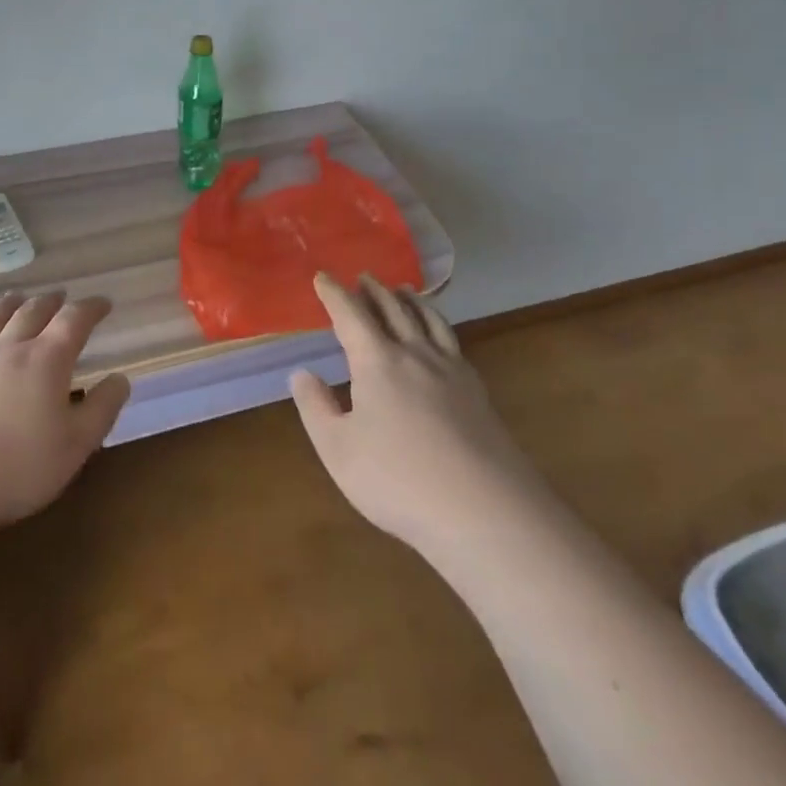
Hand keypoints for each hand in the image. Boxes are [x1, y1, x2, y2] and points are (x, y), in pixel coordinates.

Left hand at [0, 290, 130, 543]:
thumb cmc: (13, 468)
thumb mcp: (75, 447)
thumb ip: (102, 410)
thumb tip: (120, 379)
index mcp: (46, 360)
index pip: (74, 321)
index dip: (91, 308)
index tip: (104, 303)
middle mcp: (8, 350)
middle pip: (32, 313)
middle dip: (51, 302)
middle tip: (62, 297)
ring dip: (10, 305)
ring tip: (18, 298)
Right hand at [291, 274, 532, 560]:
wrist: (483, 509)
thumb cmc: (398, 480)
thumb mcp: (338, 449)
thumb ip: (316, 407)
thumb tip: (302, 373)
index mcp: (377, 362)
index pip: (350, 315)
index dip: (334, 294)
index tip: (323, 277)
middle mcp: (415, 354)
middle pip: (393, 310)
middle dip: (374, 291)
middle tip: (363, 277)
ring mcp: (451, 370)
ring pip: (428, 320)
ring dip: (411, 300)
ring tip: (404, 290)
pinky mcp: (476, 391)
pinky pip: (452, 341)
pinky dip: (438, 324)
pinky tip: (440, 338)